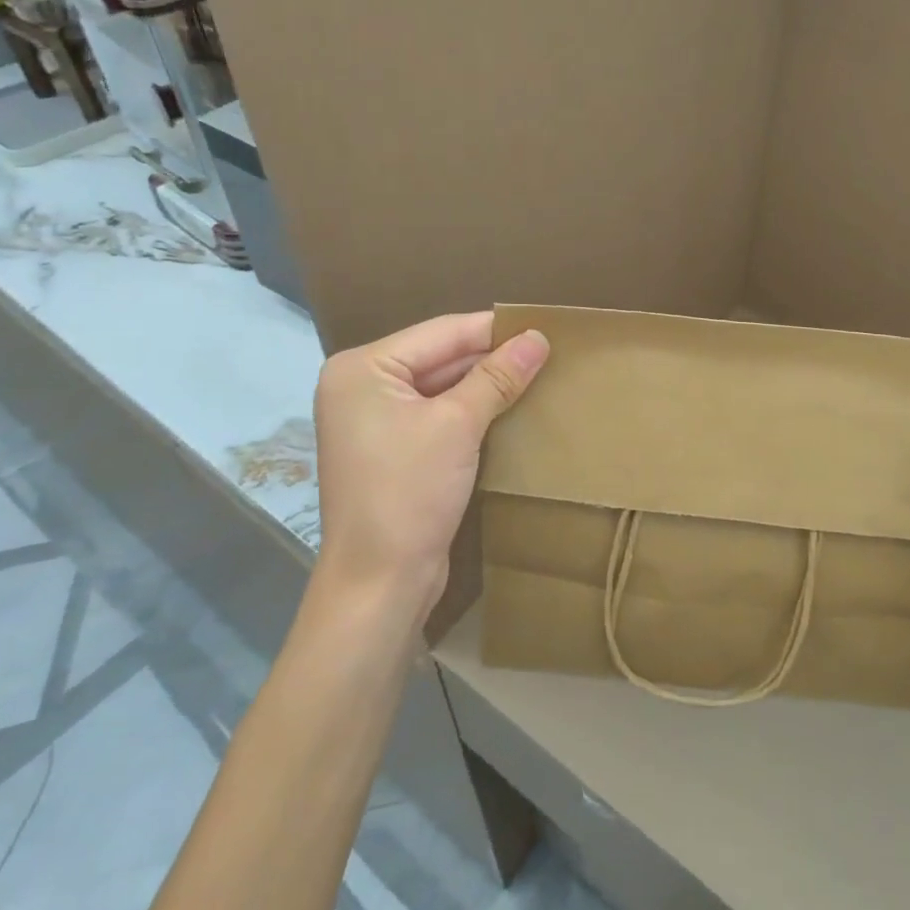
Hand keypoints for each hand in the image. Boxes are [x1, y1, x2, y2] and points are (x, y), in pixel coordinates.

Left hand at [309, 311, 548, 622]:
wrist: (379, 584)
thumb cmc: (409, 492)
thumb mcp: (458, 426)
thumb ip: (497, 377)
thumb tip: (538, 338)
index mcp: (362, 368)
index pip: (441, 333)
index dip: (493, 329)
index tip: (543, 324)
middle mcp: (362, 386)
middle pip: (439, 357)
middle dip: (491, 357)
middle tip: (547, 350)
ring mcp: (374, 420)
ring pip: (441, 386)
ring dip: (485, 384)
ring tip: (538, 372)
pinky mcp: (392, 449)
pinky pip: (437, 414)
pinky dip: (471, 410)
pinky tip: (511, 406)